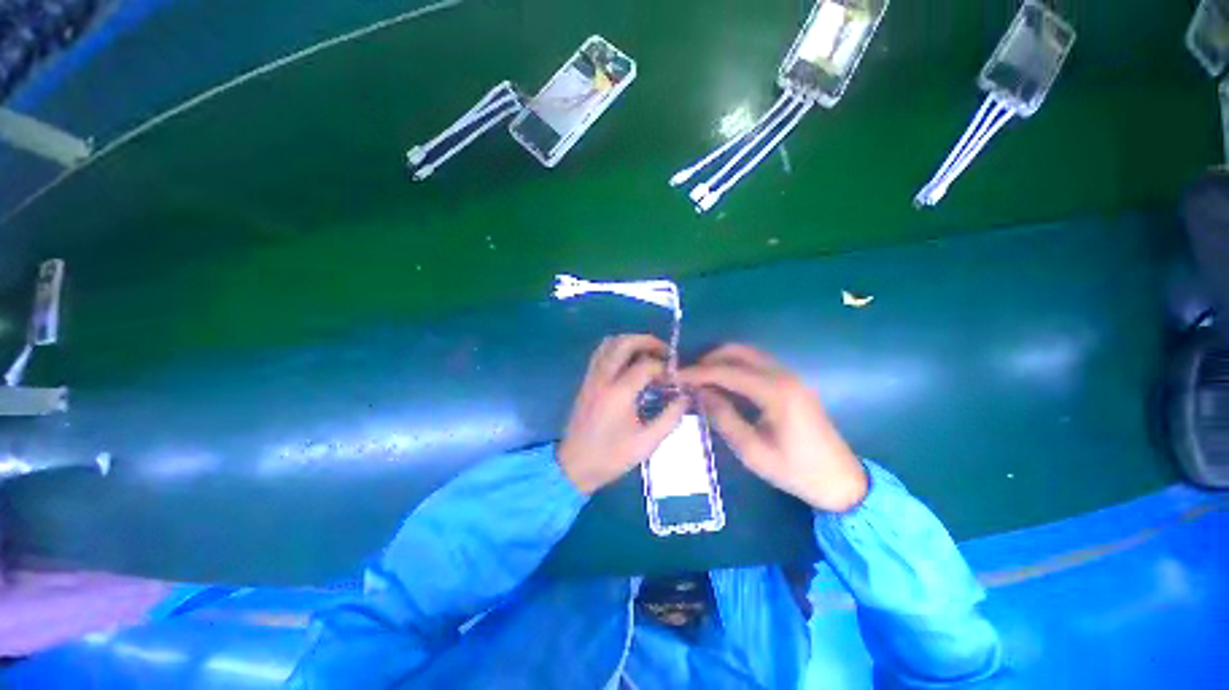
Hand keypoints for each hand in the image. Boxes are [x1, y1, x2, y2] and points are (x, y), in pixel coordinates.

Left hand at [558, 335, 686, 494]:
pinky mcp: (586, 380)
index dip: (665, 367)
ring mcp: (592, 377)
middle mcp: (603, 378)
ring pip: (609, 343)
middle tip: (665, 352)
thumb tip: (685, 397)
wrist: (574, 466)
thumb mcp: (646, 443)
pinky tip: (629, 361)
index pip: (646, 365)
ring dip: (631, 341)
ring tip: (649, 353)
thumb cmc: (611, 457)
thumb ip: (669, 418)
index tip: (675, 377)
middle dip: (648, 341)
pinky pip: (600, 353)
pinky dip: (617, 348)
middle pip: (624, 343)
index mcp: (619, 393)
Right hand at [679, 344, 866, 512]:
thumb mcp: (752, 451)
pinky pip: (757, 363)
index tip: (676, 376)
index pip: (728, 371)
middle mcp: (784, 375)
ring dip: (721, 360)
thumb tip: (699, 392)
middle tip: (688, 376)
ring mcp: (790, 376)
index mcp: (776, 392)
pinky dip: (735, 366)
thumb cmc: (796, 471)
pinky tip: (722, 382)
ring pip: (748, 354)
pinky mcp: (791, 382)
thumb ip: (723, 417)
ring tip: (700, 378)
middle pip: (738, 351)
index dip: (698, 372)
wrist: (841, 481)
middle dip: (709, 359)